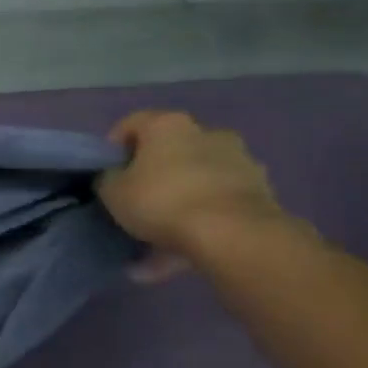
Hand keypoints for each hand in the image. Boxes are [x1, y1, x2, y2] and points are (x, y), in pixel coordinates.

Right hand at [98, 111, 287, 281]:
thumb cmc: (162, 201)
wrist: (232, 233)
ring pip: (196, 176)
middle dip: (152, 172)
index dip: (114, 147)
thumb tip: (115, 176)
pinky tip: (186, 244)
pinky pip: (218, 199)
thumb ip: (108, 178)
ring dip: (179, 195)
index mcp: (168, 125)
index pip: (131, 123)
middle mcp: (207, 132)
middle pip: (170, 149)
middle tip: (136, 199)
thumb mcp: (112, 191)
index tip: (106, 172)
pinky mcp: (260, 188)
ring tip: (162, 230)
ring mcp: (239, 159)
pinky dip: (203, 215)